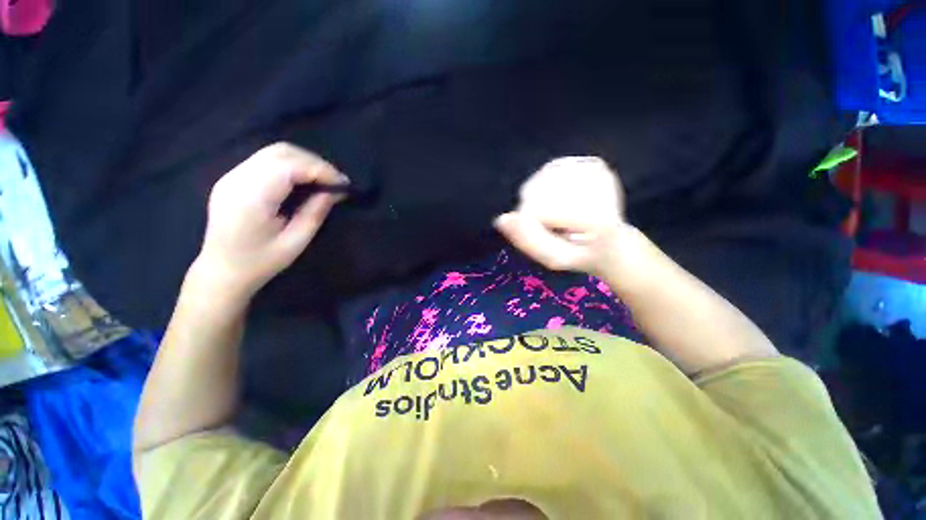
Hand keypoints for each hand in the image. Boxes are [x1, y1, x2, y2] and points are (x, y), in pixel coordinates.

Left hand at [195, 143, 348, 298]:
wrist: (221, 271)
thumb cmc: (260, 262)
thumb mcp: (296, 242)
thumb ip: (315, 213)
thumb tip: (335, 192)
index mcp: (251, 198)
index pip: (289, 166)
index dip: (321, 170)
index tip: (344, 184)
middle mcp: (237, 179)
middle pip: (281, 152)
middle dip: (315, 162)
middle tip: (336, 181)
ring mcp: (231, 176)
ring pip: (274, 152)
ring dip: (304, 161)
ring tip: (323, 180)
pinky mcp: (233, 178)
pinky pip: (266, 160)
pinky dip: (291, 165)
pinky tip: (303, 180)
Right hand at [494, 156, 629, 276]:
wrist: (615, 243)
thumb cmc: (581, 255)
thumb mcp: (553, 259)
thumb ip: (528, 241)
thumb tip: (501, 219)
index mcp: (596, 217)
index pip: (537, 210)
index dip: (528, 225)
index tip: (544, 236)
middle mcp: (599, 186)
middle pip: (535, 190)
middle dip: (533, 210)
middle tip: (555, 227)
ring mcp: (597, 169)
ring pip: (539, 179)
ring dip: (540, 199)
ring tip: (559, 215)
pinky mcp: (593, 163)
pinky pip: (549, 171)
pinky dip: (548, 187)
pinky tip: (562, 200)